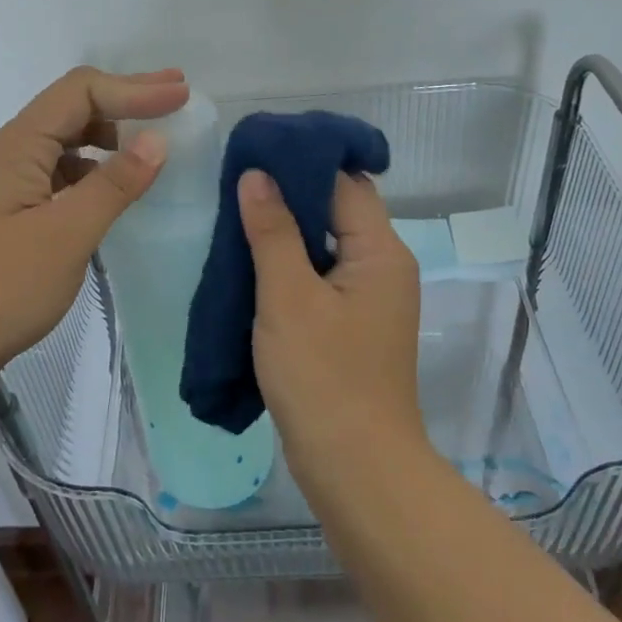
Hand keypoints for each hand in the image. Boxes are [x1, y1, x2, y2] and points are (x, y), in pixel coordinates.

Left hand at [0, 67, 188, 394]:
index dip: (134, 88)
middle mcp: (12, 152)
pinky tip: (112, 184)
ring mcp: (9, 182)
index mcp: (20, 146)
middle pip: (73, 106)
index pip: (82, 92)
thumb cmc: (1, 288)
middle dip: (126, 97)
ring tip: (150, 139)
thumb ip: (114, 185)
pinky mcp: (12, 210)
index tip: (181, 96)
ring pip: (66, 139)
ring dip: (110, 131)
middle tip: (176, 93)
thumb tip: (157, 140)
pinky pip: (60, 170)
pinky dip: (94, 166)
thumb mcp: (67, 235)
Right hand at [237, 168, 426, 494]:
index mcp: (381, 252)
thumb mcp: (287, 298)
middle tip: (237, 185)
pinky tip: (253, 266)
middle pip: (338, 211)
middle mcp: (384, 267)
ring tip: (236, 218)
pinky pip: (322, 278)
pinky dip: (292, 267)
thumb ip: (272, 231)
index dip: (300, 164)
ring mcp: (371, 300)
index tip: (253, 153)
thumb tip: (257, 175)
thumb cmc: (323, 376)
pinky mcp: (354, 326)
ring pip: (327, 246)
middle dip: (289, 196)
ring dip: (287, 234)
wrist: (356, 468)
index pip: (344, 183)